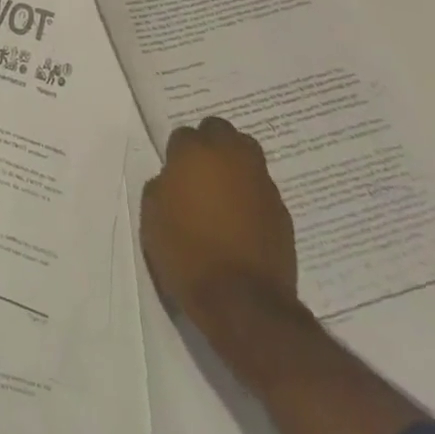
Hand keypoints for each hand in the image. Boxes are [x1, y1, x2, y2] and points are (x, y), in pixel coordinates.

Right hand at [141, 116, 298, 332]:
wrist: (242, 302)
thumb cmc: (186, 252)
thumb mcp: (153, 214)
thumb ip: (162, 185)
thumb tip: (175, 180)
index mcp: (195, 153)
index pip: (184, 134)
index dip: (177, 153)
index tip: (174, 173)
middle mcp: (232, 157)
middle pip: (221, 131)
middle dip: (210, 144)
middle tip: (199, 172)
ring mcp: (261, 183)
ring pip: (247, 154)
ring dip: (234, 165)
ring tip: (222, 192)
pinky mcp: (282, 211)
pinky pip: (261, 189)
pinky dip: (250, 195)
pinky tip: (241, 220)